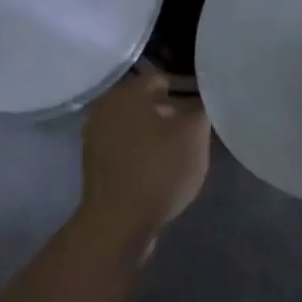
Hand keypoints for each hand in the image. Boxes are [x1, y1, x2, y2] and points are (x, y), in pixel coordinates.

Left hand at [77, 66, 210, 248]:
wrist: (118, 222)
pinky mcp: (95, 165)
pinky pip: (126, 150)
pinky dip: (142, 154)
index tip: (206, 109)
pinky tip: (159, 170)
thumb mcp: (194, 135)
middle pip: (147, 104)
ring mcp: (96, 138)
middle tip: (196, 133)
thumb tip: (205, 99)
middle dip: (172, 114)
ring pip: (136, 127)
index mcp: (126, 93)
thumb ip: (203, 109)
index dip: (188, 91)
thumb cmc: (159, 170)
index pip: (162, 79)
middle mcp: (105, 108)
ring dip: (156, 136)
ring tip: (181, 153)